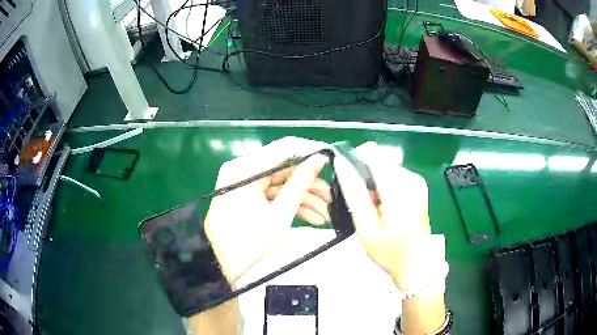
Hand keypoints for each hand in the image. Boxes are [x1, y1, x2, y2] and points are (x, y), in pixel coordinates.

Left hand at [204, 137, 328, 282]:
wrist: (231, 273)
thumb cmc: (253, 244)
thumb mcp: (280, 213)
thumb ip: (301, 182)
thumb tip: (321, 157)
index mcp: (242, 170)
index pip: (281, 149)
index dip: (308, 150)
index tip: (329, 155)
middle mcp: (238, 173)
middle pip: (280, 171)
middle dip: (308, 185)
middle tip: (331, 195)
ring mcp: (239, 188)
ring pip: (277, 186)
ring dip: (303, 199)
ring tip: (326, 214)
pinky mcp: (242, 201)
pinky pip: (268, 198)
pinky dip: (288, 206)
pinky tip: (312, 218)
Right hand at [341, 142, 440, 290]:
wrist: (417, 263)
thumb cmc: (390, 252)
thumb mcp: (367, 230)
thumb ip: (355, 196)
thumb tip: (343, 166)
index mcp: (400, 192)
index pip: (374, 156)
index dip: (356, 160)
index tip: (347, 176)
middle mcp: (412, 180)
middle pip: (379, 161)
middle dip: (365, 175)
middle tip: (362, 202)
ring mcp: (417, 181)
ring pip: (385, 167)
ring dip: (374, 181)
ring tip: (373, 206)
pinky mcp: (418, 184)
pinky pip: (394, 174)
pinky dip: (384, 185)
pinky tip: (383, 204)